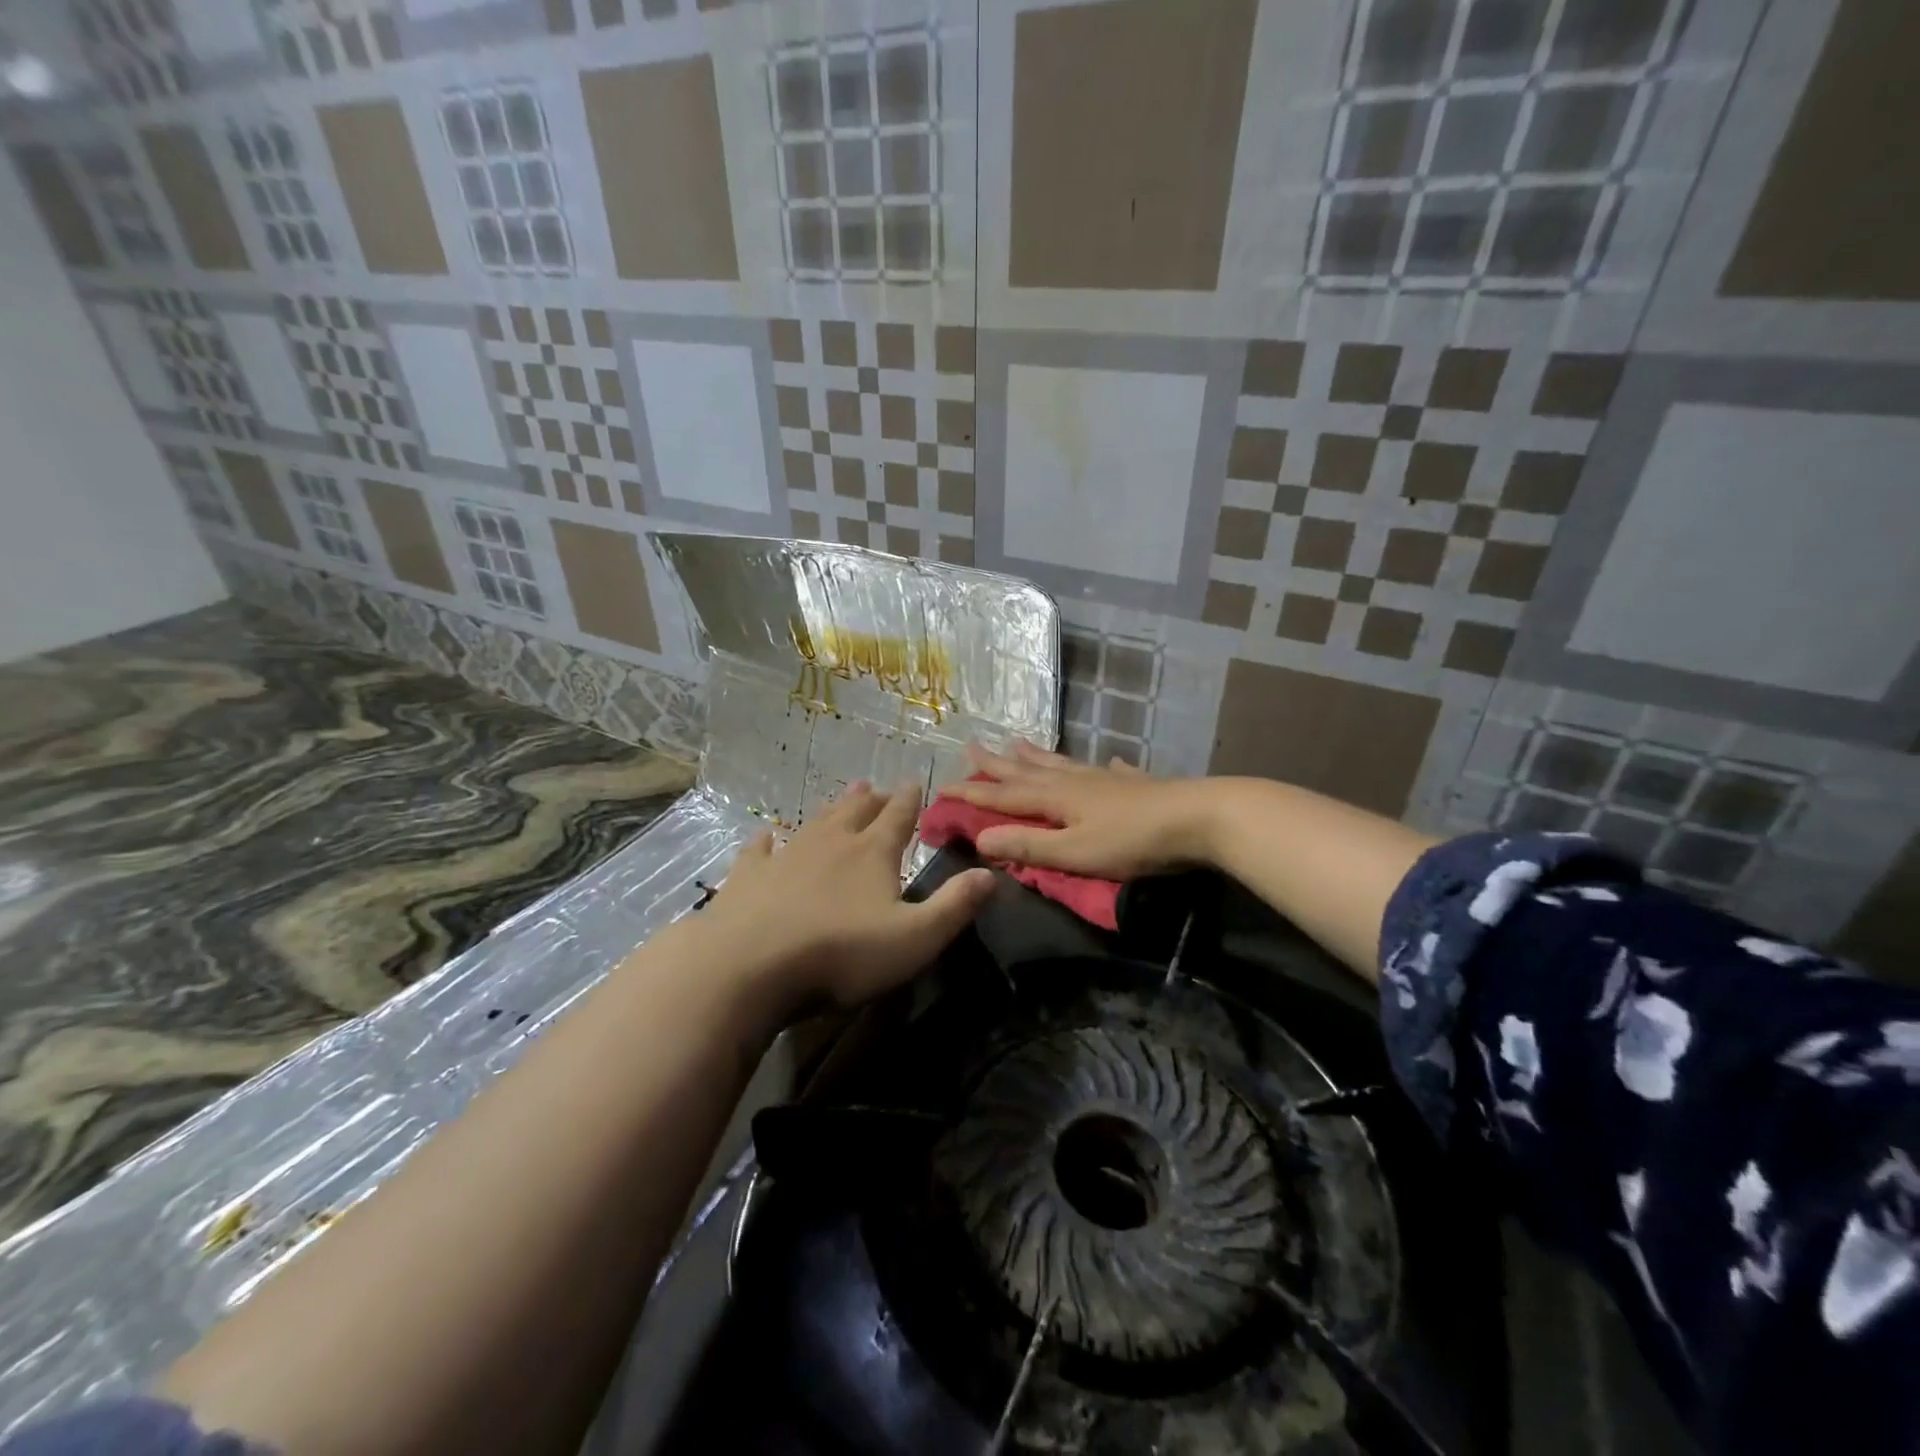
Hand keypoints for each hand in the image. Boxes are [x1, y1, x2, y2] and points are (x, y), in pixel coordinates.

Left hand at [694, 781, 993, 1018]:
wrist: (748, 966)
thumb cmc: (840, 954)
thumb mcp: (914, 939)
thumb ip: (954, 906)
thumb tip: (990, 874)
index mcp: (872, 854)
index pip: (898, 818)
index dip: (909, 801)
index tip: (915, 781)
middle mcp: (831, 844)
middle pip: (856, 813)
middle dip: (871, 800)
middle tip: (877, 788)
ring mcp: (786, 856)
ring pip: (814, 823)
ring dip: (832, 809)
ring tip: (844, 795)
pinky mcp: (748, 877)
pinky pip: (759, 851)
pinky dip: (766, 841)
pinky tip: (765, 836)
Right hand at [947, 741, 1221, 879]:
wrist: (1198, 818)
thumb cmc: (1132, 841)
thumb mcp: (1075, 852)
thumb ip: (1029, 846)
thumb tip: (979, 837)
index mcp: (1056, 798)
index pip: (1004, 797)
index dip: (974, 794)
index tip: (944, 787)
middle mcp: (1074, 781)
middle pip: (1027, 771)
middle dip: (997, 764)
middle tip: (971, 747)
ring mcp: (1105, 779)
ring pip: (1061, 764)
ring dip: (1036, 756)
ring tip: (1018, 743)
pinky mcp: (1134, 784)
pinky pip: (1108, 770)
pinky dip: (1099, 766)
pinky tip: (1104, 761)